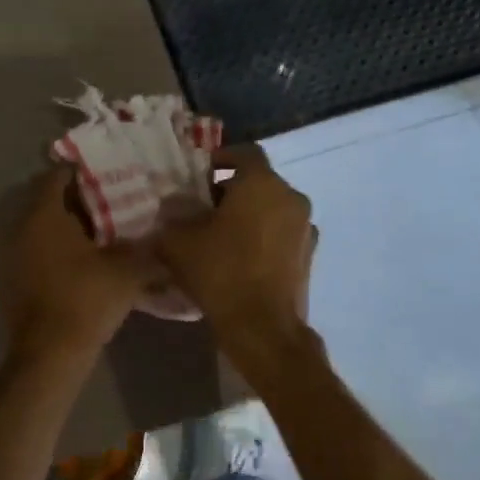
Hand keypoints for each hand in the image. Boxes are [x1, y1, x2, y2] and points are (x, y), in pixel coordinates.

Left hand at [0, 168, 160, 365]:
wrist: (49, 354)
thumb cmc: (86, 300)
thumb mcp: (127, 271)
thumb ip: (146, 247)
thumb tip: (164, 235)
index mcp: (44, 215)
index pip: (56, 176)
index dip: (81, 173)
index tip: (105, 176)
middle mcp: (20, 228)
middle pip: (47, 203)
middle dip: (77, 203)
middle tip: (109, 207)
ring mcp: (11, 256)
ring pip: (40, 230)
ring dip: (65, 230)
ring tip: (98, 238)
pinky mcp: (10, 281)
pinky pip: (35, 254)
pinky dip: (54, 253)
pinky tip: (79, 267)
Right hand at [157, 144, 315, 344]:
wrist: (263, 327)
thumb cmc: (220, 271)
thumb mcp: (178, 241)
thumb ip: (172, 216)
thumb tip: (171, 207)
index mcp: (262, 183)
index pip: (244, 152)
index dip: (220, 158)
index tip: (198, 175)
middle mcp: (290, 198)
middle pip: (258, 181)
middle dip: (231, 190)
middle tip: (202, 208)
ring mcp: (305, 228)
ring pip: (272, 208)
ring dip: (249, 214)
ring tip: (220, 235)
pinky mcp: (308, 256)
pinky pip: (281, 234)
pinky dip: (263, 237)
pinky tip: (240, 258)